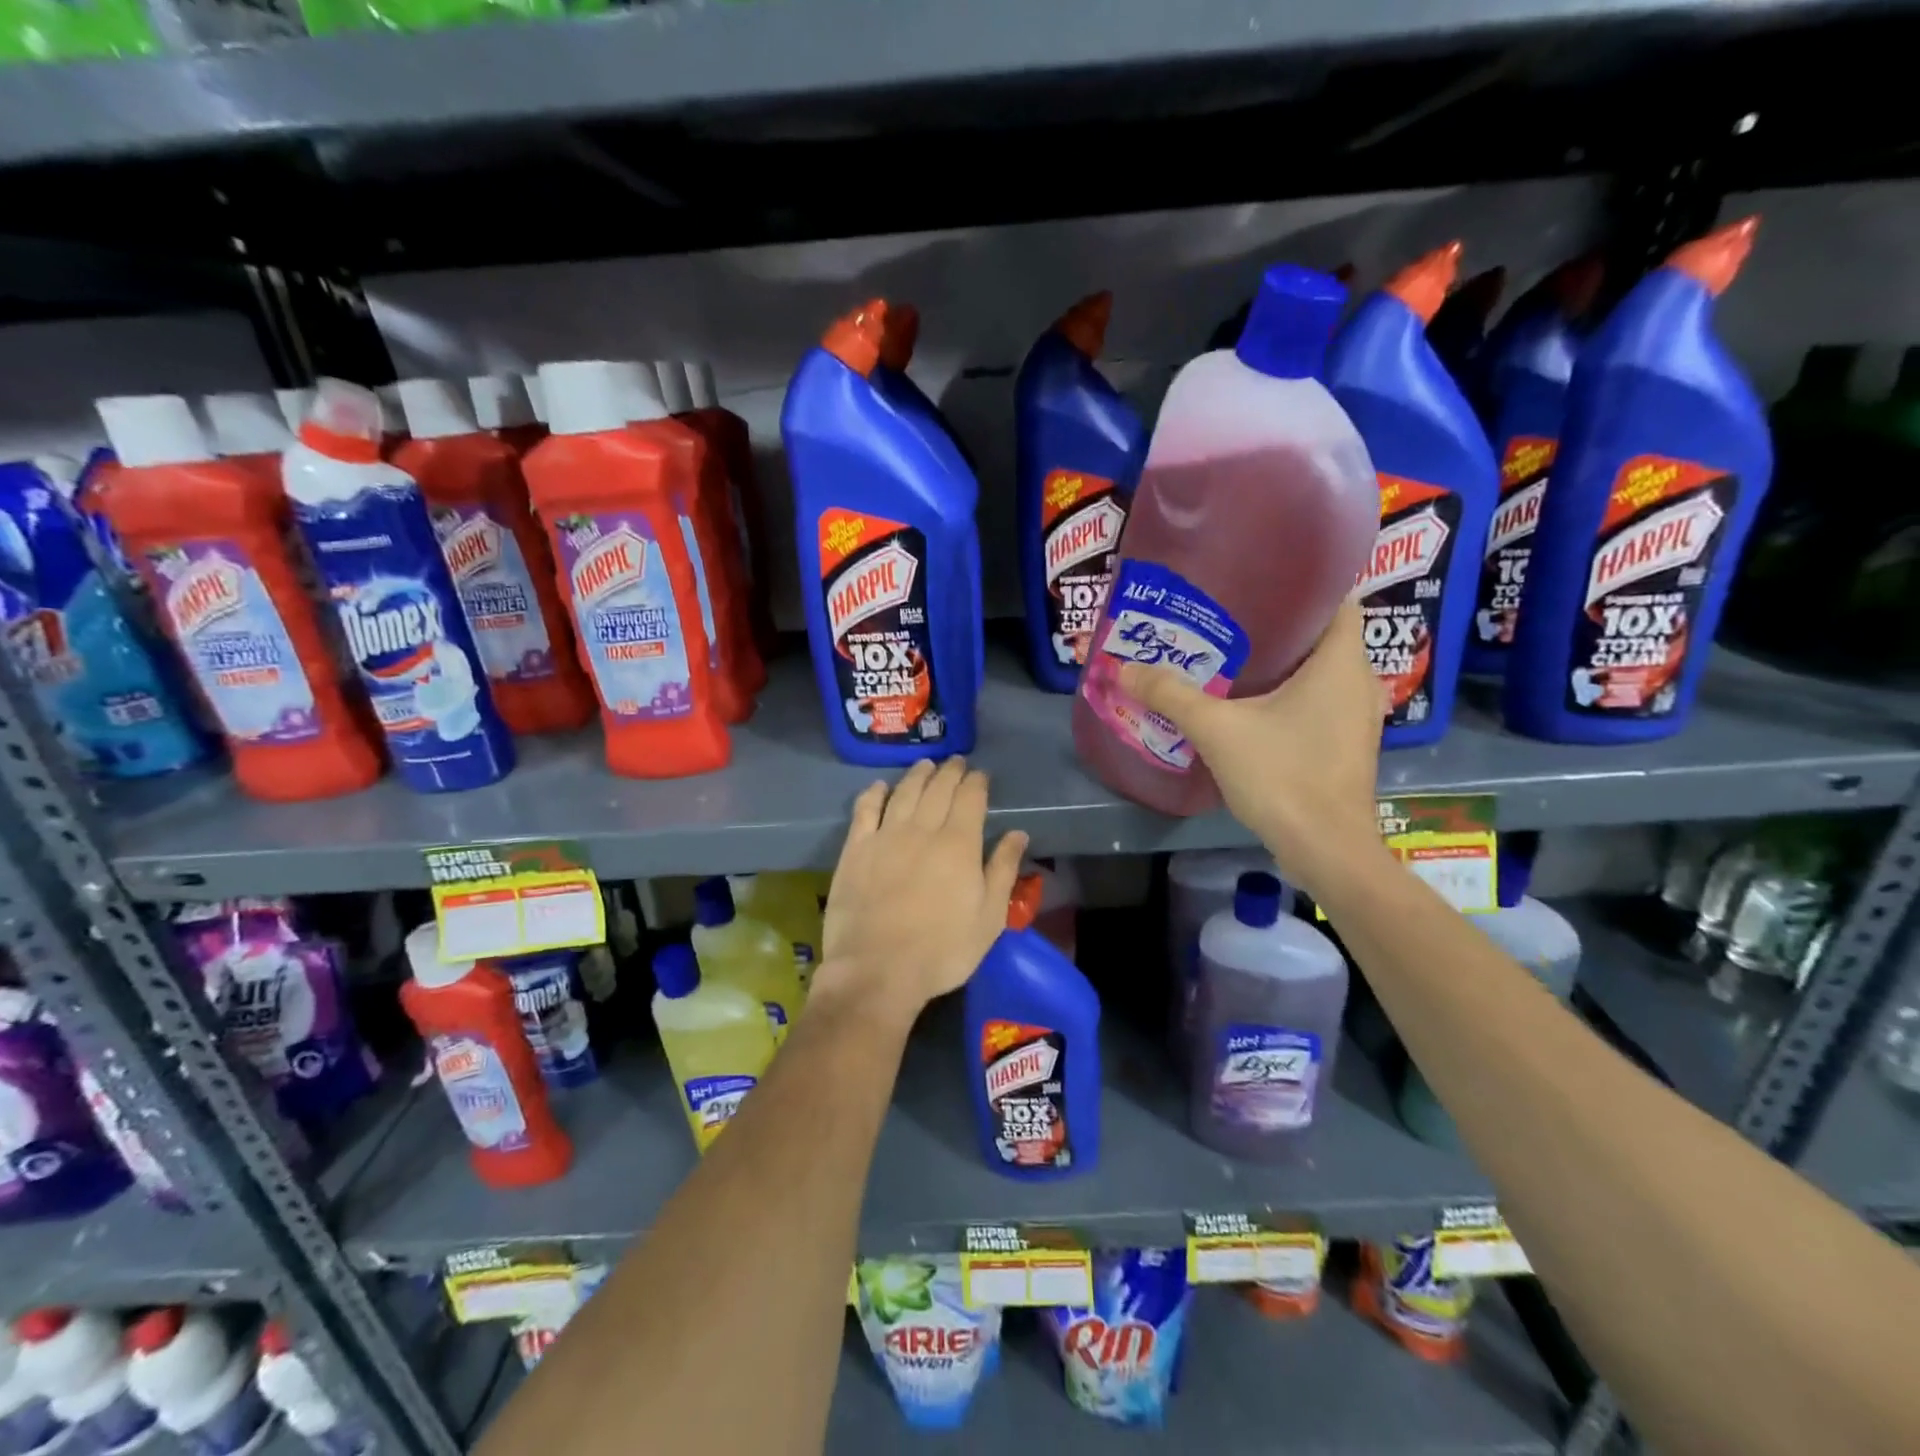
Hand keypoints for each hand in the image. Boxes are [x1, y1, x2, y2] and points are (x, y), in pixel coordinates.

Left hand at [815, 757, 1027, 1024]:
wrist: (877, 970)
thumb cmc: (942, 950)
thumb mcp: (989, 918)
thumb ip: (1003, 870)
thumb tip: (1017, 833)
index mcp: (959, 844)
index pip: (970, 798)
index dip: (976, 782)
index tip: (981, 775)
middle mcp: (922, 829)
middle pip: (938, 789)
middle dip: (950, 772)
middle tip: (956, 762)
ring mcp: (885, 836)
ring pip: (904, 793)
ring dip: (917, 775)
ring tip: (926, 765)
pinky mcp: (856, 850)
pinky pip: (865, 810)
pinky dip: (874, 794)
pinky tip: (879, 787)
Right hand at [1117, 599, 1384, 898]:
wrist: (1325, 850)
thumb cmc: (1283, 776)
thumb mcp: (1218, 730)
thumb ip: (1172, 695)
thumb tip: (1124, 668)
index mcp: (1342, 662)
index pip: (1339, 600)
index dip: (1306, 586)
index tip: (1259, 584)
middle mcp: (1360, 682)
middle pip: (1325, 636)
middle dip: (1281, 627)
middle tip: (1230, 620)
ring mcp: (1358, 718)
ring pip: (1323, 673)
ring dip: (1286, 665)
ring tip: (1234, 658)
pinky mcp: (1348, 747)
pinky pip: (1321, 703)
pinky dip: (1292, 696)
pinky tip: (1252, 706)